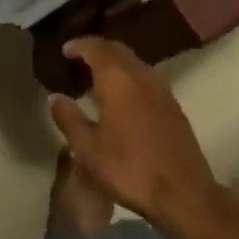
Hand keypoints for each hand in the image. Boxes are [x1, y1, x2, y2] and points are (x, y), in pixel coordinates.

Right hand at [47, 38, 227, 238]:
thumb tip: (55, 97)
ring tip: (98, 78)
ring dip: (115, 62)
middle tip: (80, 58)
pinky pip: (146, 77)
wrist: (183, 193)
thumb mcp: (89, 149)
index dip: (79, 45)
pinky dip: (130, 76)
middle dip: (98, 49)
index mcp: (118, 78)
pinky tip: (124, 97)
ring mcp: (161, 88)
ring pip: (134, 62)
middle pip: (117, 49)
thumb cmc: (130, 168)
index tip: (65, 50)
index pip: (96, 48)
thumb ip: (69, 119)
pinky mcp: (173, 105)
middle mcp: (141, 74)